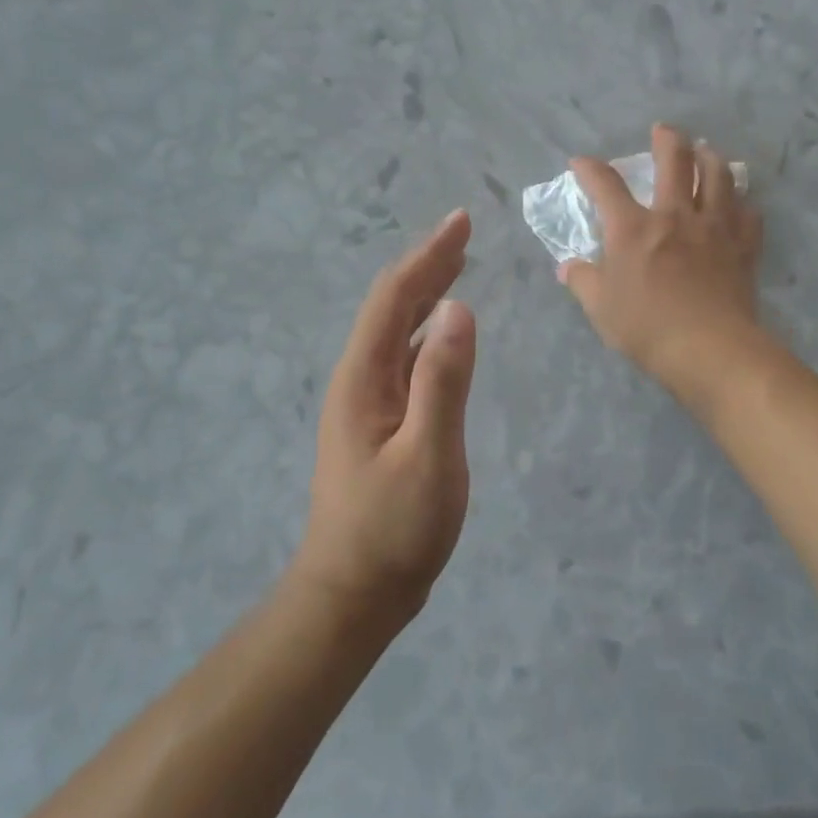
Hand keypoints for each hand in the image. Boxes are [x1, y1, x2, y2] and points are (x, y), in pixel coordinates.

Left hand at [293, 210, 476, 630]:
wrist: (353, 595)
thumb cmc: (392, 530)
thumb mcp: (428, 456)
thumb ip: (443, 381)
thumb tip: (460, 307)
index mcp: (364, 377)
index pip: (395, 298)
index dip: (428, 255)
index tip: (462, 223)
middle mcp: (359, 378)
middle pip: (393, 306)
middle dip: (427, 265)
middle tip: (464, 233)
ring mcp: (367, 402)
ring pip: (398, 331)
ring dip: (426, 293)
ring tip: (457, 266)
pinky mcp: (380, 423)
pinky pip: (405, 358)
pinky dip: (429, 331)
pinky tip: (445, 332)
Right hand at [560, 124, 764, 404]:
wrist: (709, 348)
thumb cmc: (646, 327)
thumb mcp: (600, 308)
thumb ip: (583, 281)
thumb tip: (568, 267)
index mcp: (633, 228)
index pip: (605, 185)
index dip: (590, 169)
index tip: (580, 161)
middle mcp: (674, 215)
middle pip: (675, 161)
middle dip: (667, 139)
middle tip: (664, 130)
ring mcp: (713, 227)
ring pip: (718, 176)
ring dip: (711, 158)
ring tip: (707, 151)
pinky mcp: (742, 245)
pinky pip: (748, 213)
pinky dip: (743, 204)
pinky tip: (740, 204)